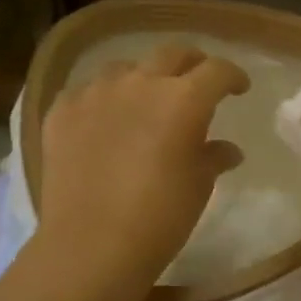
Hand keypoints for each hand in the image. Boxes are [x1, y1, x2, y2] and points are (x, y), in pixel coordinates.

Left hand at [37, 44, 249, 298]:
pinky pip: (88, 91)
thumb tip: (227, 150)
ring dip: (144, 78)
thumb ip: (213, 157)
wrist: (91, 247)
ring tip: (146, 101)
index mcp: (183, 100)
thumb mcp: (198, 187)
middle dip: (192, 64)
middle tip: (198, 83)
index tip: (239, 89)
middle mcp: (140, 83)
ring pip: (126, 68)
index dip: (232, 76)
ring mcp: (96, 93)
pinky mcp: (61, 111)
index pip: (217, 71)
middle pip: (172, 54)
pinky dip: (104, 100)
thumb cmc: (159, 219)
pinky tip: (105, 121)